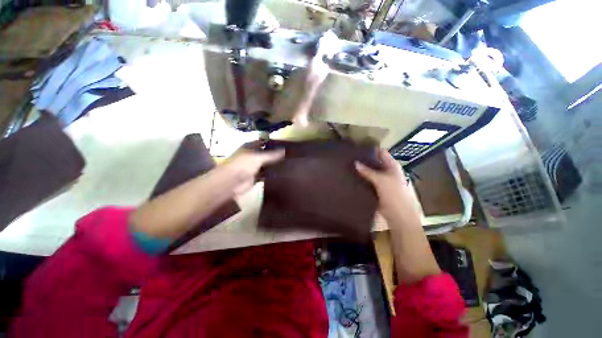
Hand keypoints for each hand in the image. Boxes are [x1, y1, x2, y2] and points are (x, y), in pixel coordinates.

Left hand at [217, 141, 284, 196]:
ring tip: (289, 163)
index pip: (263, 142)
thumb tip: (285, 150)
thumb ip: (272, 154)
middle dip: (275, 155)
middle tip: (289, 155)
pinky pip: (266, 174)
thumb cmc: (242, 165)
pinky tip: (282, 173)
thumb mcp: (258, 157)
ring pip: (267, 164)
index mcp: (250, 147)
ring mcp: (254, 167)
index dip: (272, 143)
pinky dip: (272, 174)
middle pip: (266, 154)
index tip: (285, 144)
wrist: (231, 183)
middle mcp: (252, 156)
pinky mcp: (256, 177)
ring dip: (274, 165)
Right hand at [354, 149, 418, 220]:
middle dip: (364, 160)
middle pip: (374, 162)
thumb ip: (368, 171)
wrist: (398, 216)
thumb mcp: (381, 181)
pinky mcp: (376, 189)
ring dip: (361, 170)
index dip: (371, 149)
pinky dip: (361, 179)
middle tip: (350, 157)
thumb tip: (355, 163)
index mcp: (392, 166)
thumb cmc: (394, 195)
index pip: (381, 153)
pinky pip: (367, 181)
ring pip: (370, 172)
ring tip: (348, 165)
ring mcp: (381, 181)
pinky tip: (352, 177)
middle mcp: (387, 171)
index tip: (358, 147)